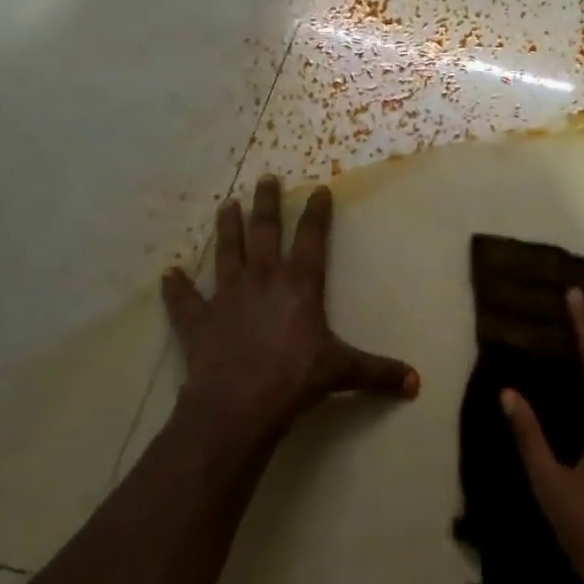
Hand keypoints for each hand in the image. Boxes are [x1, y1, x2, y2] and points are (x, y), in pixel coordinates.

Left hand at [162, 176, 419, 440]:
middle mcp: (263, 280)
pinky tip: (167, 273)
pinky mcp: (199, 322)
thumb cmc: (295, 379)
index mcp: (299, 284)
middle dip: (266, 204)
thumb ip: (378, 373)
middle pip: (264, 233)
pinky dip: (175, 288)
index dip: (316, 213)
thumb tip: (416, 383)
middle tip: (265, 178)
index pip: (311, 238)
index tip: (318, 189)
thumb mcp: (343, 372)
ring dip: (226, 228)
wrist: (239, 405)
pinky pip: (185, 301)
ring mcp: (228, 298)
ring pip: (227, 253)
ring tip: (225, 204)